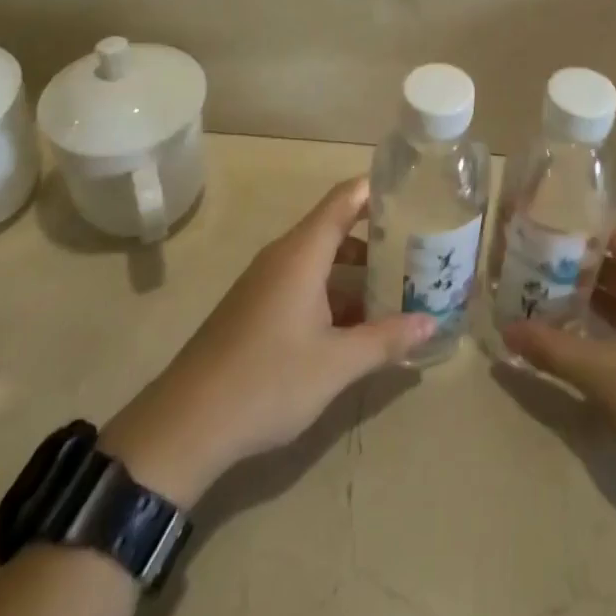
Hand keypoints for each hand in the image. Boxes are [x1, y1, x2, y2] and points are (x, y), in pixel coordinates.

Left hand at [99, 178, 433, 504]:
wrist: (183, 426)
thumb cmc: (266, 382)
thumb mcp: (336, 364)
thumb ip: (386, 339)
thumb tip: (431, 323)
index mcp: (302, 253)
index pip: (345, 198)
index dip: (379, 189)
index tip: (416, 193)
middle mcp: (284, 256)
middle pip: (337, 226)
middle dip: (379, 236)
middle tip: (420, 248)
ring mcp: (266, 282)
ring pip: (322, 259)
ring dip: (359, 269)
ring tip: (399, 286)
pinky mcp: (256, 308)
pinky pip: (304, 282)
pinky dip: (335, 290)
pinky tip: (359, 323)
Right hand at [501, 214, 615, 490]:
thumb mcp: (597, 373)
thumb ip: (550, 347)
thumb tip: (507, 331)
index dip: (583, 214)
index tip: (545, 217)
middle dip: (578, 253)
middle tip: (535, 256)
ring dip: (593, 284)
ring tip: (549, 288)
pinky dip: (610, 309)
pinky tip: (582, 328)